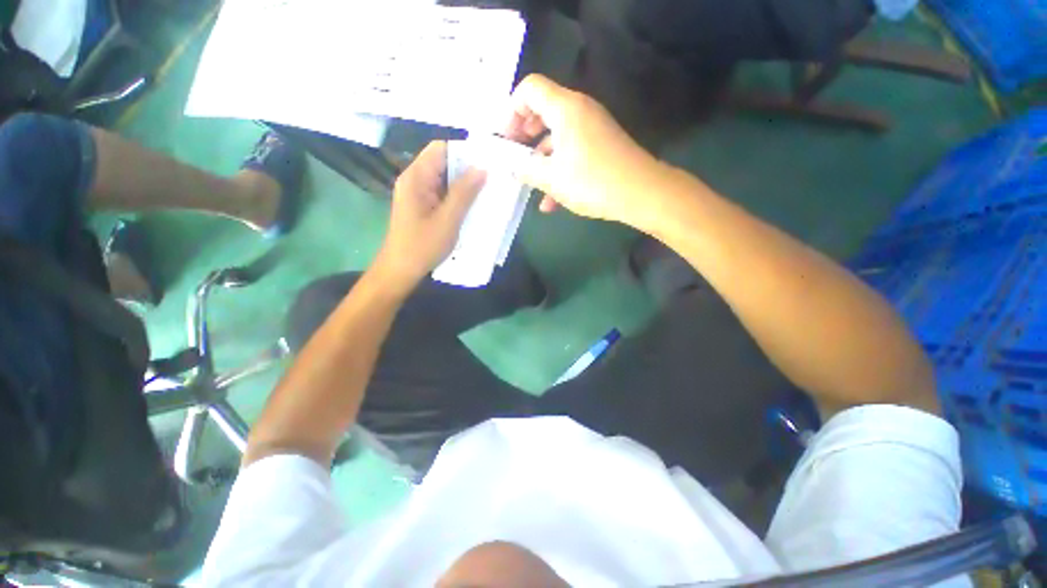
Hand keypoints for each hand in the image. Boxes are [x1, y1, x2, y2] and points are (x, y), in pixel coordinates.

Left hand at [373, 142, 485, 292]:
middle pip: (443, 162)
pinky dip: (458, 196)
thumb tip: (482, 168)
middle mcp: (415, 179)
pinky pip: (443, 193)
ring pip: (445, 179)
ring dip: (464, 184)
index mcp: (416, 177)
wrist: (401, 270)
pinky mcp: (422, 206)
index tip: (488, 160)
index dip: (464, 151)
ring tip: (488, 189)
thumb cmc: (422, 245)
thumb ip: (464, 193)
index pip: (441, 148)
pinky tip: (473, 204)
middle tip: (493, 176)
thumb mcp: (448, 219)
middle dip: (468, 168)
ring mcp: (418, 193)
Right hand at [504, 74, 669, 230]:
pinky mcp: (601, 145)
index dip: (511, 110)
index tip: (505, 139)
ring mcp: (593, 127)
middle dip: (524, 135)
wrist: (641, 193)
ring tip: (531, 184)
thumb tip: (512, 166)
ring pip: (557, 135)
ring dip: (541, 158)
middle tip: (515, 157)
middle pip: (542, 110)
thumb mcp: (552, 179)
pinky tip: (551, 200)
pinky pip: (573, 150)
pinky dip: (559, 168)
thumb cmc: (592, 182)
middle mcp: (580, 110)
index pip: (529, 89)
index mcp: (565, 108)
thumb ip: (526, 169)